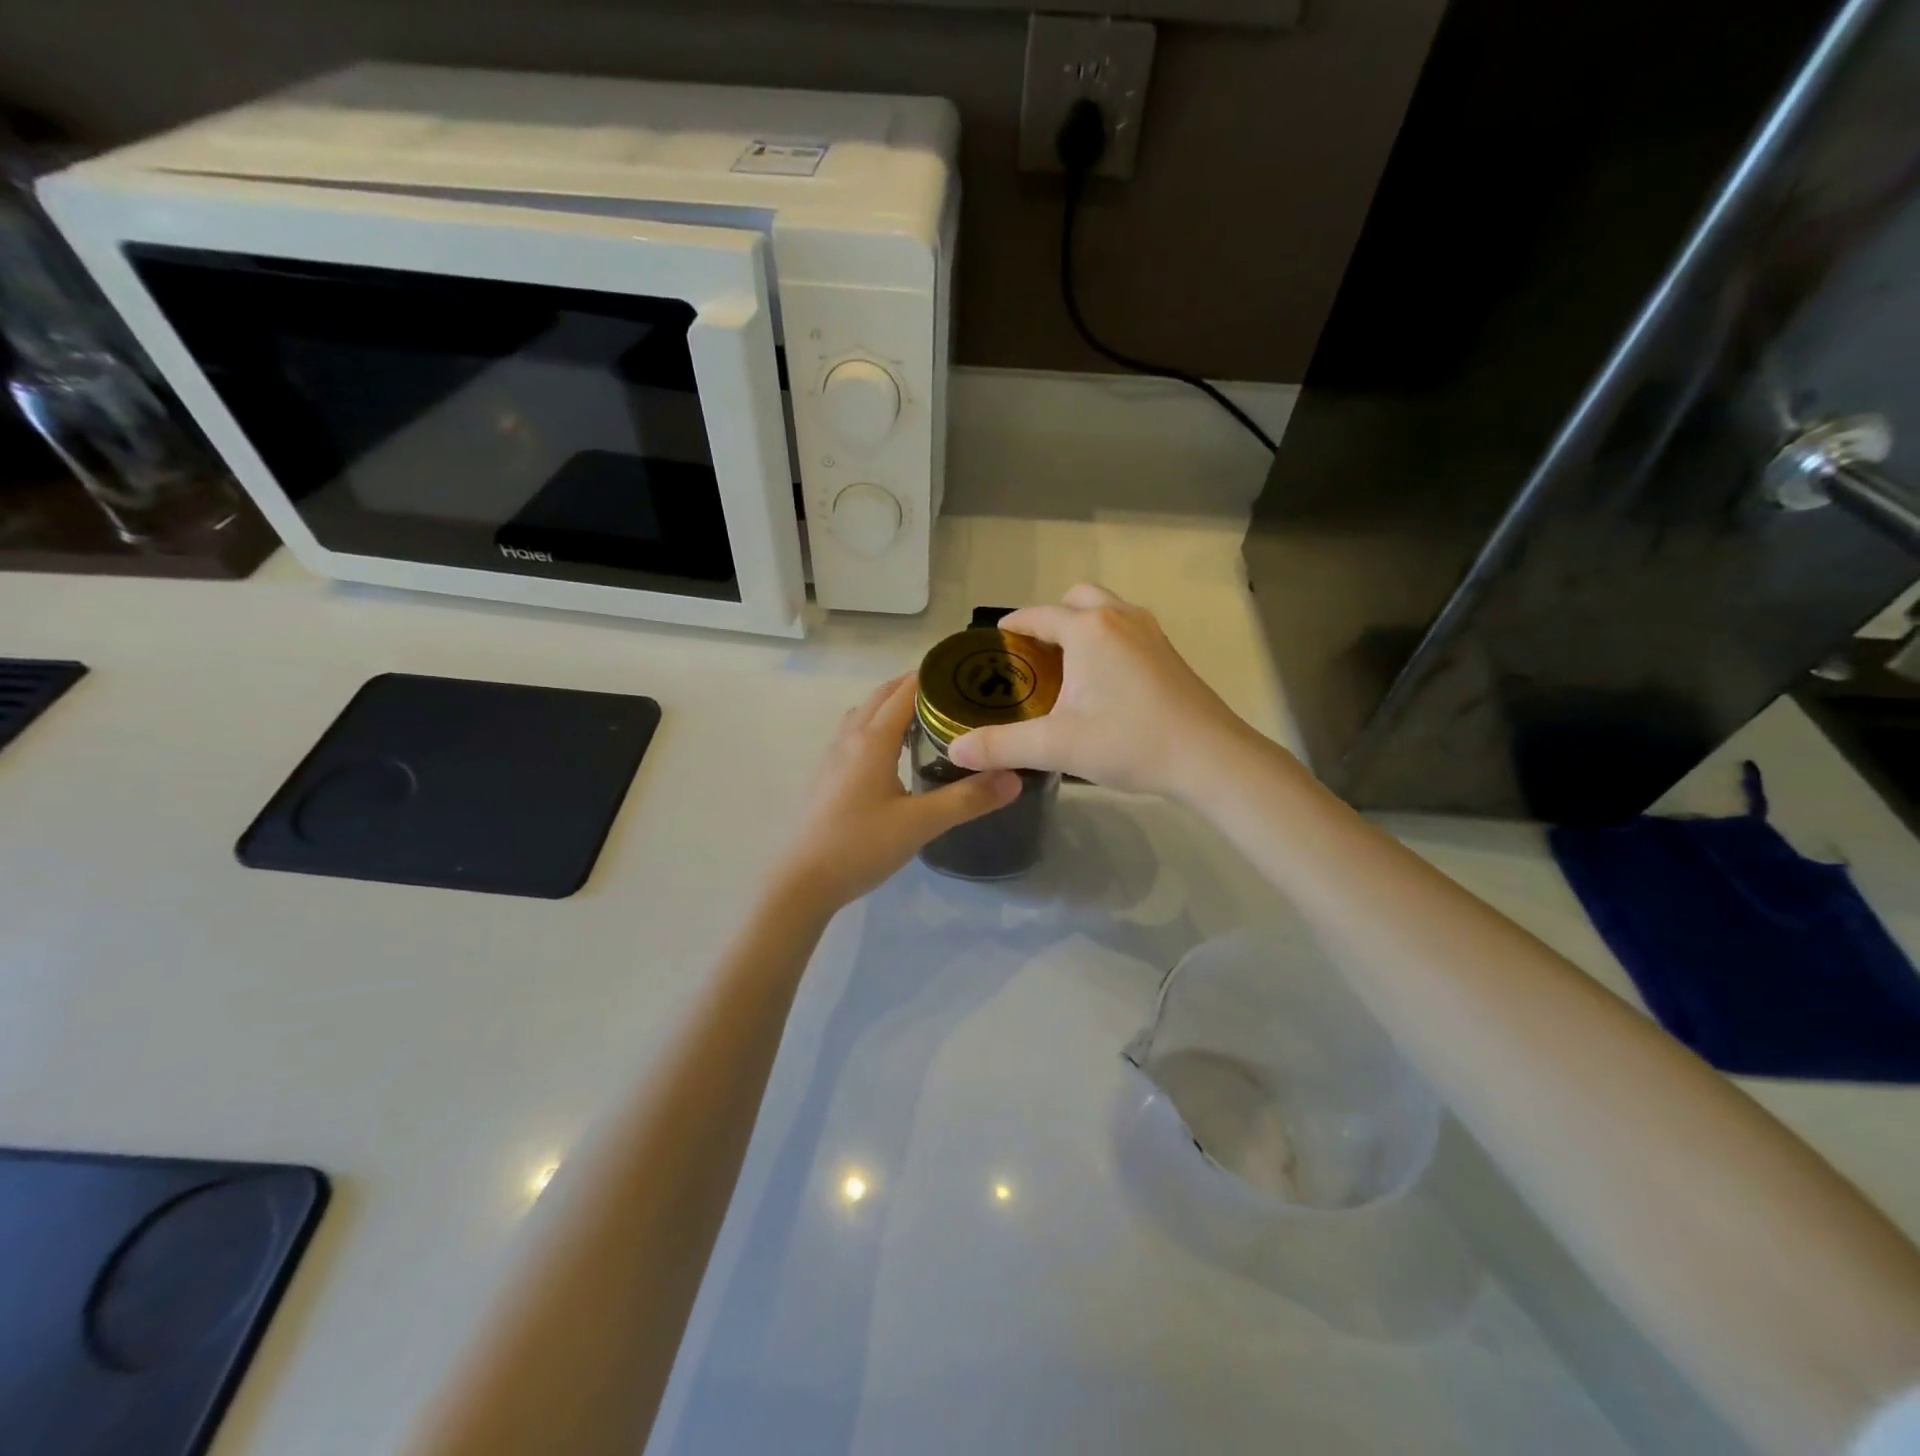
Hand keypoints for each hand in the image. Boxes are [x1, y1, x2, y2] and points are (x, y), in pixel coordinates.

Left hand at [774, 674, 1021, 910]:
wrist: (803, 881)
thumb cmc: (861, 846)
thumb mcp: (921, 824)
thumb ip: (968, 799)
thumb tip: (1014, 777)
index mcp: (872, 740)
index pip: (904, 692)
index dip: (932, 677)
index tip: (964, 673)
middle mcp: (849, 739)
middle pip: (880, 697)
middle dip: (912, 687)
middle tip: (951, 694)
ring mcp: (832, 758)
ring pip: (863, 715)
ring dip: (889, 706)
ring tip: (923, 718)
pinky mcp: (826, 777)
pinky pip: (853, 735)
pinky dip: (875, 727)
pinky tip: (891, 755)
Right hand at [948, 584, 1266, 800]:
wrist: (1209, 758)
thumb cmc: (1129, 742)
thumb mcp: (1056, 746)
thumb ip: (1001, 745)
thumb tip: (955, 750)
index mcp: (1089, 629)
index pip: (1038, 616)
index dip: (1012, 626)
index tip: (993, 644)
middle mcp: (1120, 618)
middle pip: (1076, 600)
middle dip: (1050, 620)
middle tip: (1034, 658)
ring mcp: (1150, 632)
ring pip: (1106, 611)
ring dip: (1081, 628)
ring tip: (1065, 669)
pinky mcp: (1168, 652)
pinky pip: (1126, 630)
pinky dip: (1106, 641)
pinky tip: (1102, 684)